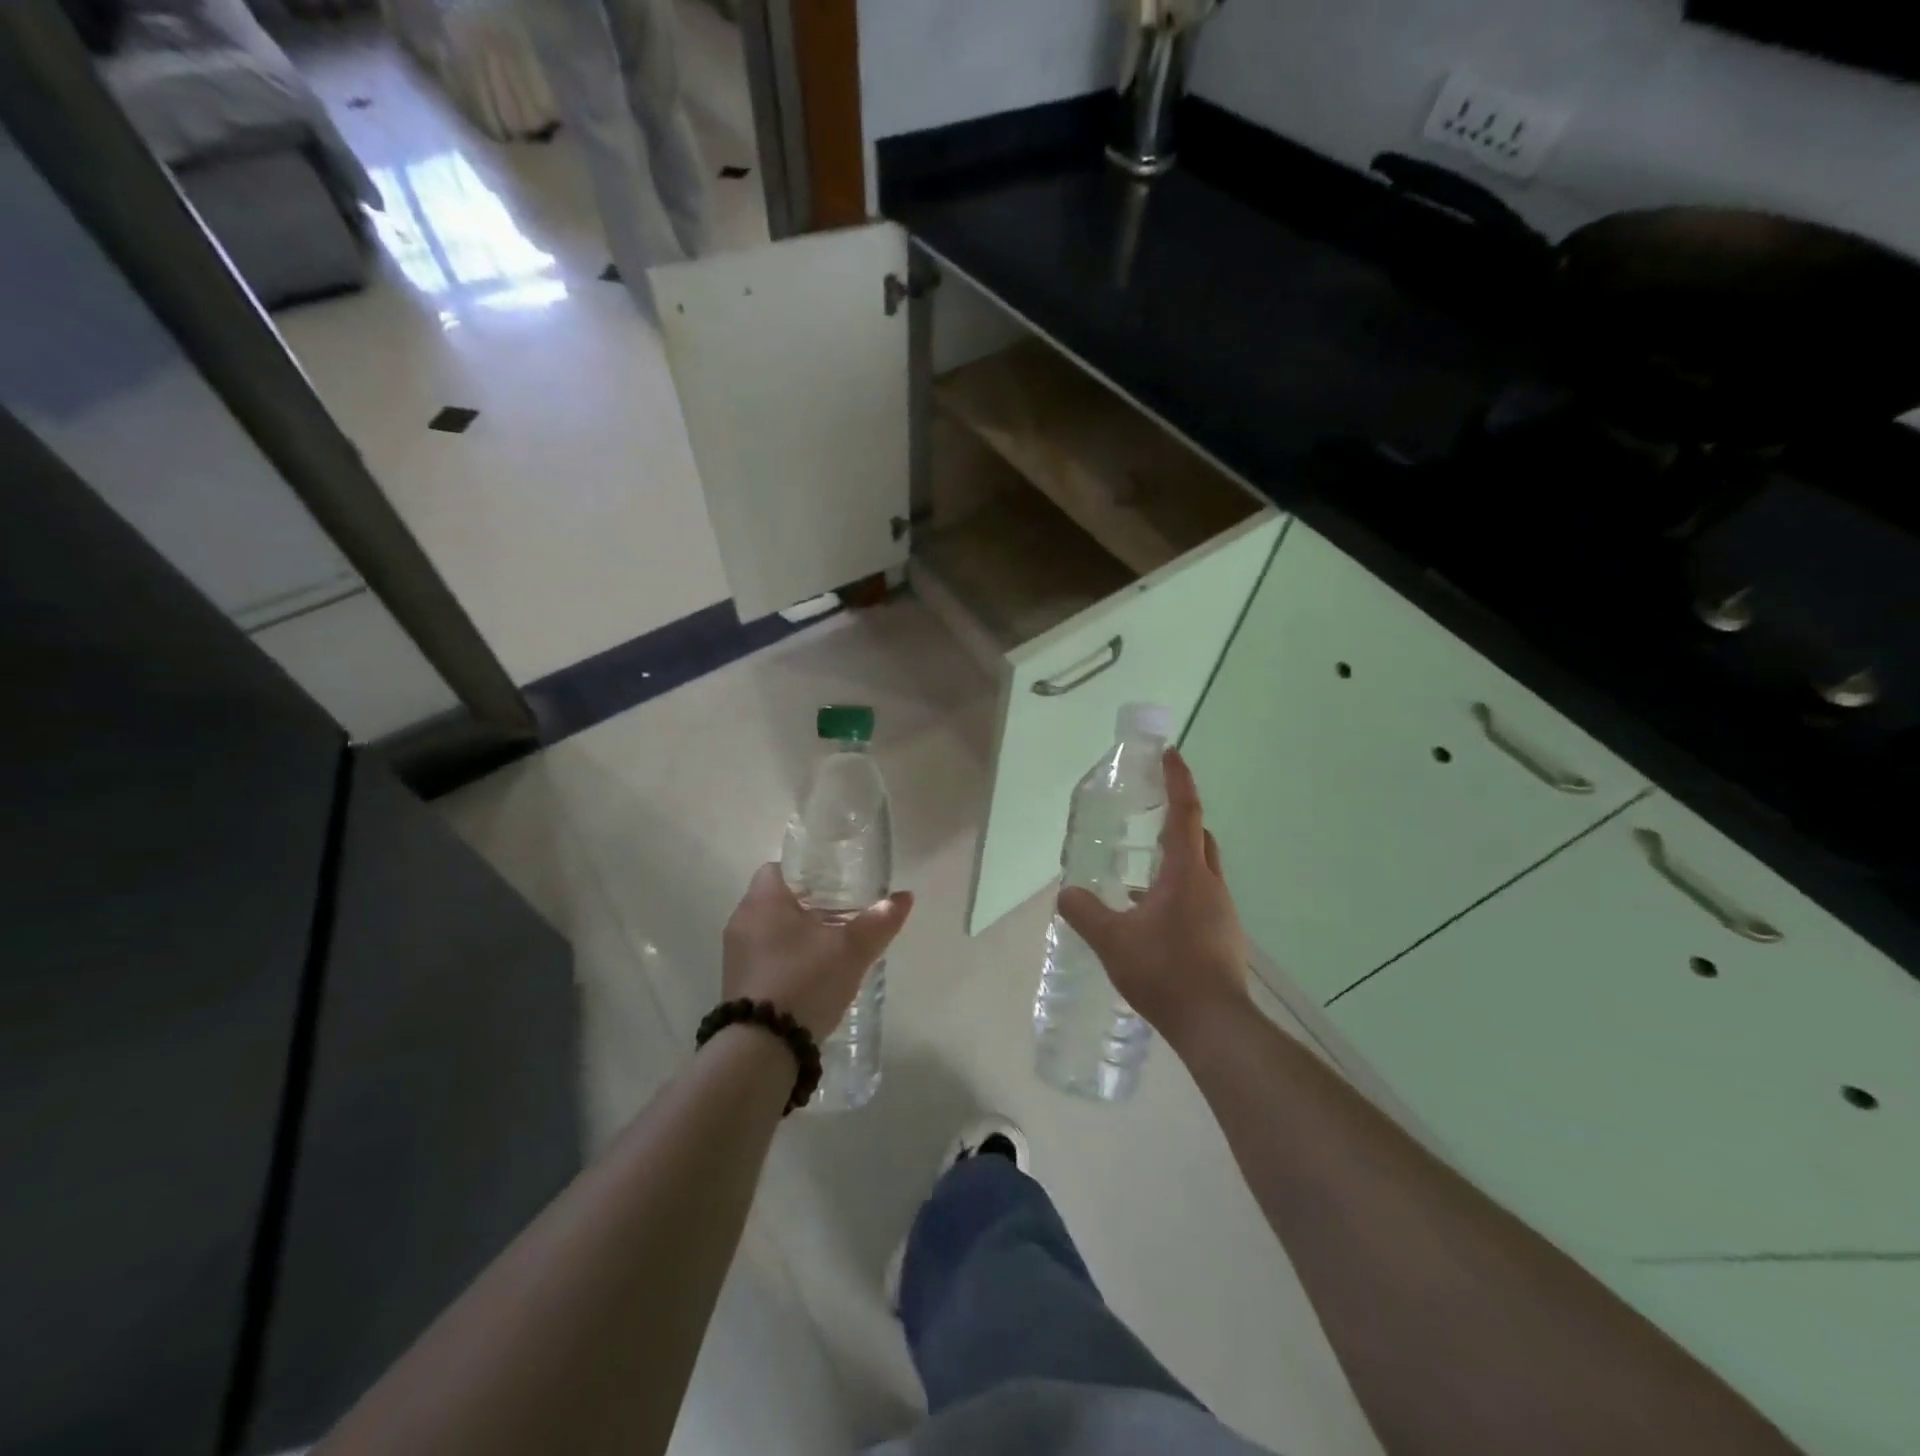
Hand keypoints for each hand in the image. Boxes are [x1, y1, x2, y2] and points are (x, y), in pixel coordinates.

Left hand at [721, 864, 913, 1040]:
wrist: (762, 1049)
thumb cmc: (804, 981)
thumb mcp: (850, 950)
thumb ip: (878, 921)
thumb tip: (904, 897)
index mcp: (763, 900)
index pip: (779, 867)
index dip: (807, 871)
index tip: (836, 883)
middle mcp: (742, 921)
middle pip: (778, 900)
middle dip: (809, 905)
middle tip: (844, 914)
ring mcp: (736, 955)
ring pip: (772, 930)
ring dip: (799, 935)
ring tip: (834, 946)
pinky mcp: (738, 984)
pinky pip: (766, 958)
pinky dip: (788, 959)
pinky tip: (815, 976)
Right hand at [1057, 746, 1250, 1044]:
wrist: (1214, 1024)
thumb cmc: (1164, 971)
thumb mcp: (1112, 940)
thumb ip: (1085, 912)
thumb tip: (1065, 893)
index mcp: (1187, 873)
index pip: (1185, 813)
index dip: (1179, 780)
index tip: (1172, 754)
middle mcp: (1211, 885)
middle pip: (1200, 838)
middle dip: (1179, 820)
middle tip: (1150, 818)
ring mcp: (1222, 912)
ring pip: (1201, 870)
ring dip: (1177, 861)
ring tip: (1141, 874)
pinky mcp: (1224, 936)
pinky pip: (1201, 898)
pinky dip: (1179, 892)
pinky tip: (1153, 917)